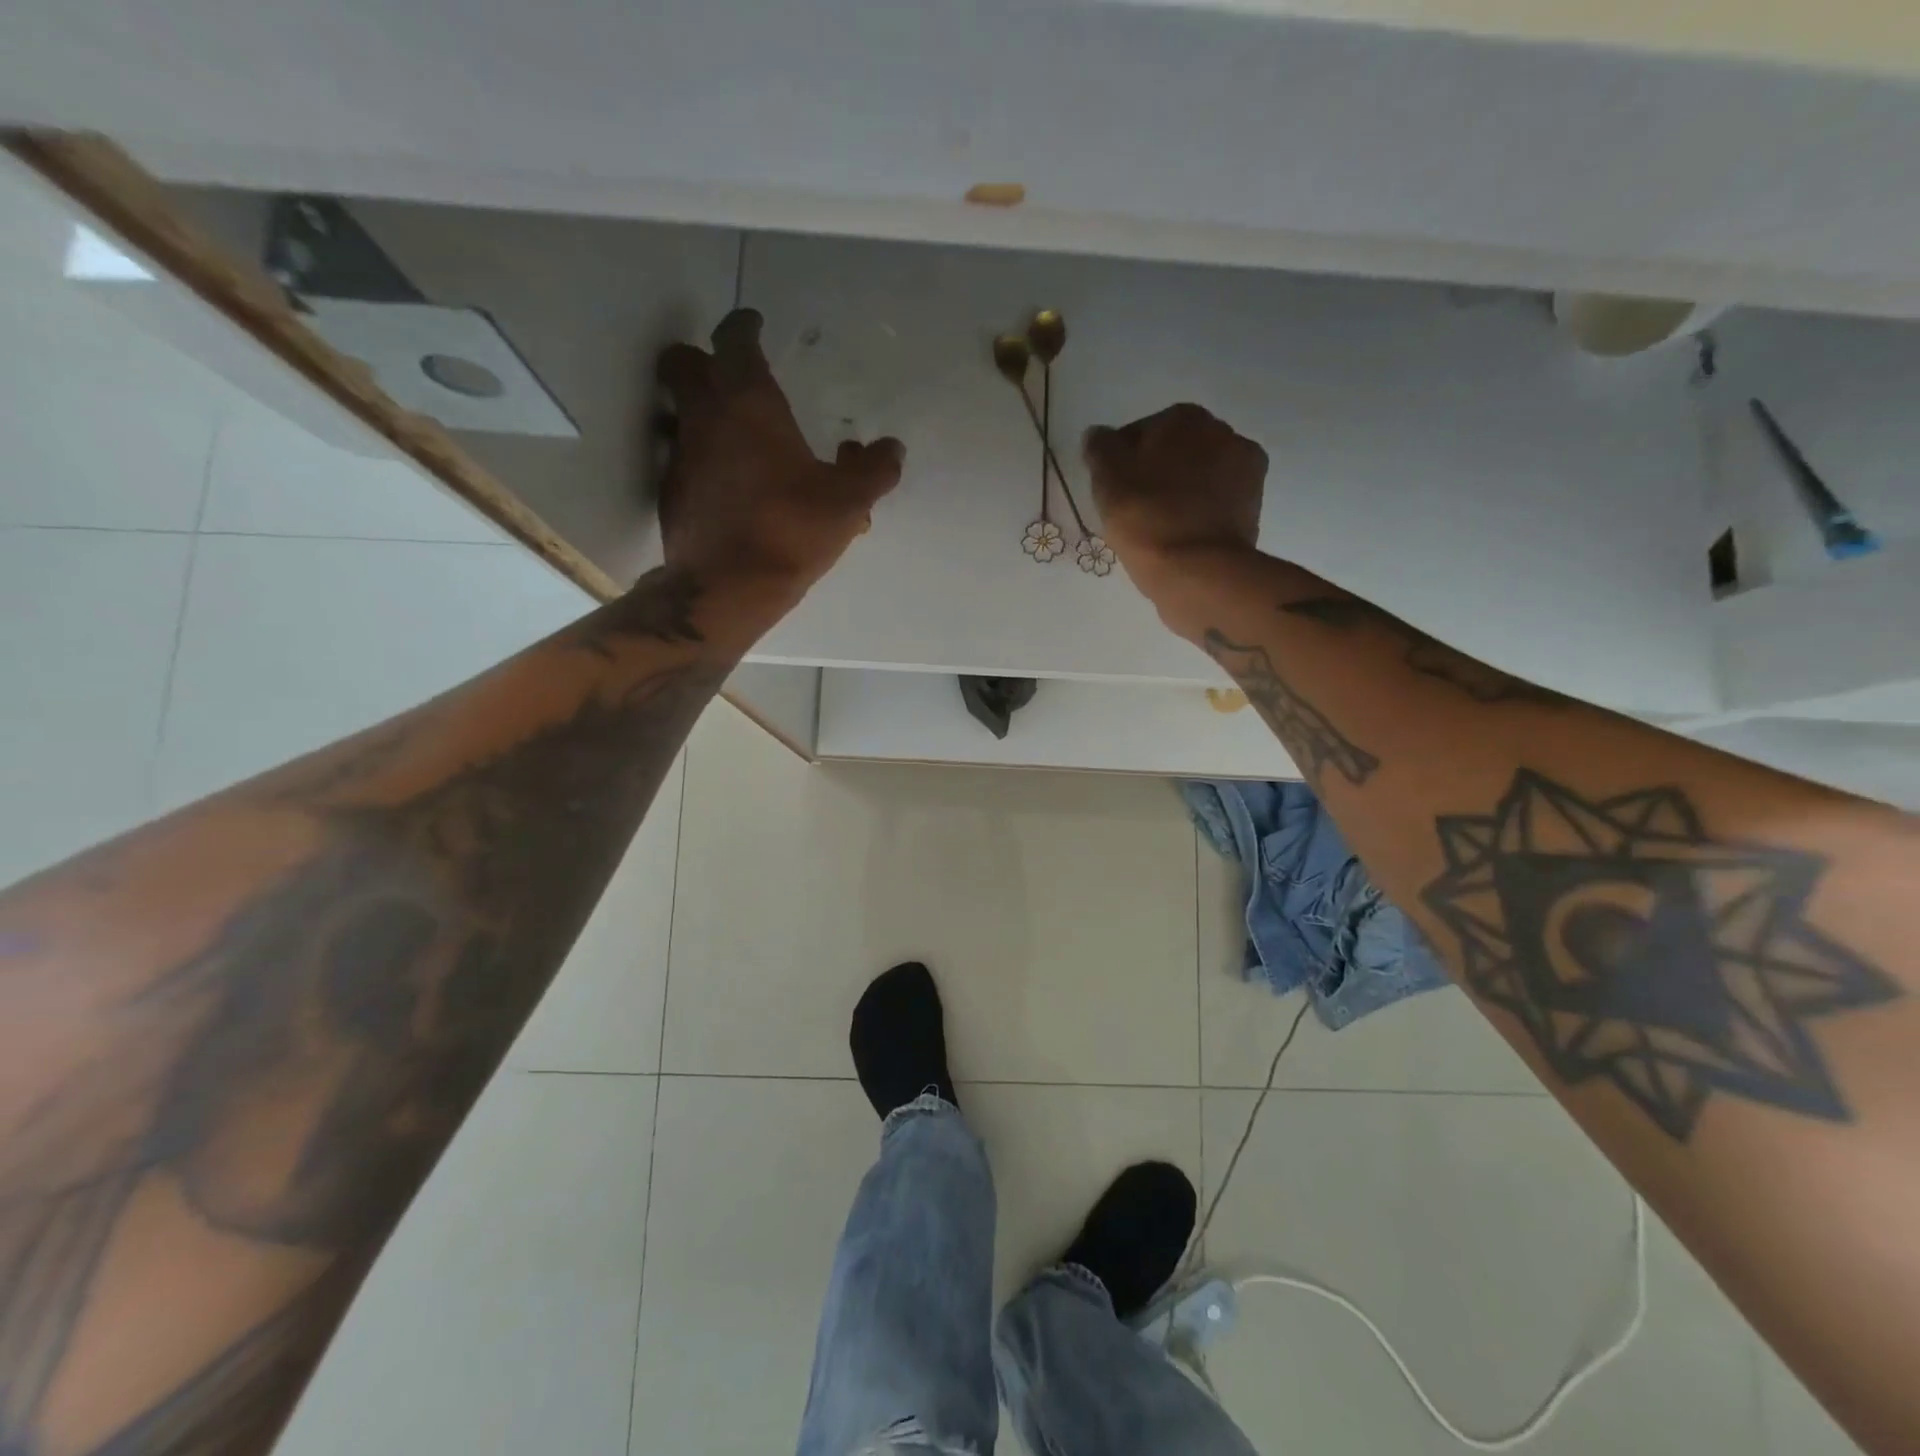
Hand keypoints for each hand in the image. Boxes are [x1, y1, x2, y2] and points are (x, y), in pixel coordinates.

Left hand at [656, 309, 904, 596]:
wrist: (727, 586)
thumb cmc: (790, 529)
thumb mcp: (847, 501)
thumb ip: (874, 470)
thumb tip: (892, 448)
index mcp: (749, 401)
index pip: (734, 339)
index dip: (744, 327)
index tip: (755, 326)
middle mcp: (705, 416)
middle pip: (684, 362)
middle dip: (703, 359)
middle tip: (731, 375)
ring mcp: (680, 454)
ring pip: (678, 410)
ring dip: (698, 409)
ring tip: (733, 434)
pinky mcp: (670, 491)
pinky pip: (683, 457)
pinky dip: (701, 457)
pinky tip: (728, 484)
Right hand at [1083, 403, 1267, 595]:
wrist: (1198, 570)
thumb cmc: (1146, 517)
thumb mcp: (1106, 479)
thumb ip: (1099, 448)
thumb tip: (1098, 435)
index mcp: (1183, 417)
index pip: (1140, 433)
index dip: (1121, 463)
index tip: (1112, 491)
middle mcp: (1222, 431)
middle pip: (1174, 452)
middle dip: (1156, 473)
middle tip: (1135, 509)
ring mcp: (1245, 468)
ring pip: (1198, 476)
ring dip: (1181, 491)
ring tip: (1160, 526)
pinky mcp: (1254, 505)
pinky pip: (1216, 501)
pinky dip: (1201, 511)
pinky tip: (1184, 534)